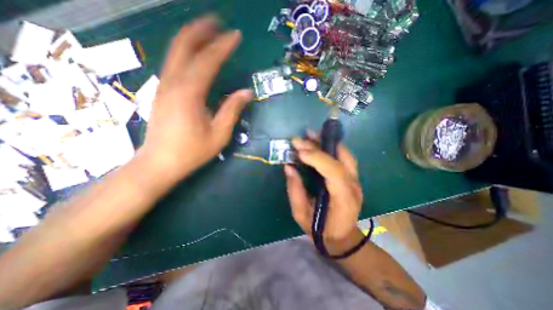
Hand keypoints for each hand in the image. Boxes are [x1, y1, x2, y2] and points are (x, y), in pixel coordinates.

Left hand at [141, 16, 252, 180]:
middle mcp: (173, 83)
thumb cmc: (192, 151)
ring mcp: (164, 86)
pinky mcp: (162, 92)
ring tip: (208, 31)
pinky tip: (195, 54)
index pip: (208, 60)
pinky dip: (186, 52)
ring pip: (175, 52)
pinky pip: (174, 64)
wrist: (159, 163)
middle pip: (184, 46)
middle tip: (218, 22)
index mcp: (189, 93)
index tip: (236, 35)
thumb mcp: (219, 134)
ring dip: (192, 38)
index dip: (223, 46)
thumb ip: (232, 110)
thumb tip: (246, 92)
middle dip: (201, 30)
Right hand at [286, 135, 363, 244]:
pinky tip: (318, 142)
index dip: (317, 158)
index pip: (335, 173)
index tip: (300, 152)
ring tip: (309, 135)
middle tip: (299, 140)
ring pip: (344, 154)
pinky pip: (343, 156)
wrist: (342, 236)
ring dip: (326, 142)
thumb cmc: (320, 229)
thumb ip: (295, 190)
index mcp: (343, 200)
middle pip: (341, 159)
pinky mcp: (351, 176)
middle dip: (319, 147)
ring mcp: (355, 179)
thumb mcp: (301, 214)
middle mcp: (353, 186)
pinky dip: (330, 147)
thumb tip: (289, 167)